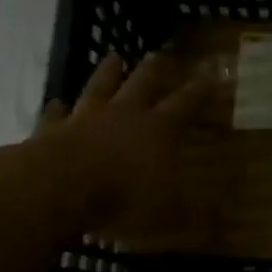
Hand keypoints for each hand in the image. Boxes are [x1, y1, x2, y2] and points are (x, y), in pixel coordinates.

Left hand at [25, 53, 208, 232]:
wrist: (54, 188)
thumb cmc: (120, 199)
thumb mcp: (167, 214)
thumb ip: (192, 213)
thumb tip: (221, 217)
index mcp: (158, 130)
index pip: (186, 104)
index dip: (201, 90)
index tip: (212, 73)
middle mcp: (124, 115)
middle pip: (142, 83)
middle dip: (153, 69)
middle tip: (157, 54)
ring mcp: (85, 118)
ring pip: (99, 87)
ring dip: (108, 73)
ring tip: (114, 57)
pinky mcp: (51, 130)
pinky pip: (55, 114)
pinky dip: (57, 108)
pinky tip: (56, 102)